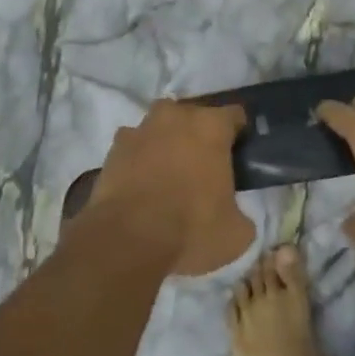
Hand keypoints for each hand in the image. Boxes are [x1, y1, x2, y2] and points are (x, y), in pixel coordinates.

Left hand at [86, 101, 252, 274]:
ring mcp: (141, 129)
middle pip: (194, 116)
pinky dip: (138, 159)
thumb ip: (240, 213)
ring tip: (168, 174)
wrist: (128, 240)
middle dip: (198, 135)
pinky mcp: (114, 148)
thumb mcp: (236, 233)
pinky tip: (140, 184)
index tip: (237, 154)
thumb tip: (235, 215)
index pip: (234, 115)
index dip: (238, 133)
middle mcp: (177, 116)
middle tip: (203, 167)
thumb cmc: (191, 228)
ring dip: (166, 142)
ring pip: (160, 127)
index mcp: (212, 127)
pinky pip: (134, 146)